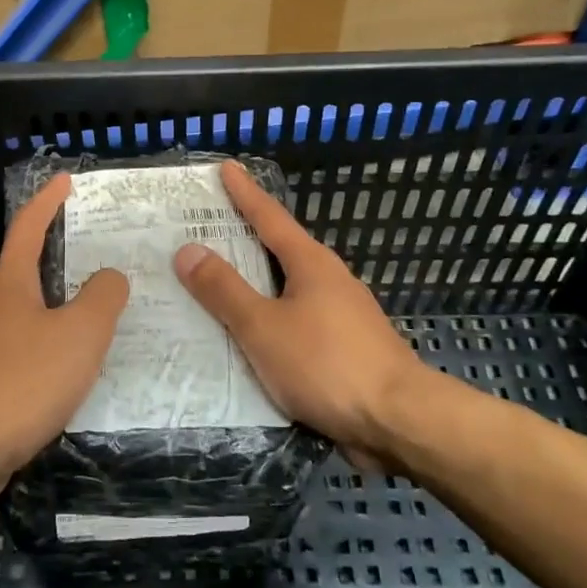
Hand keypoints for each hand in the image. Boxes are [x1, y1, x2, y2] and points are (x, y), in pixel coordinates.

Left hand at [0, 173, 129, 493]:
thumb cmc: (25, 381)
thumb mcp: (81, 334)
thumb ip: (102, 298)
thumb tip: (109, 277)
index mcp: (8, 285)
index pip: (28, 228)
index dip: (47, 201)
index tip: (64, 180)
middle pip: (20, 272)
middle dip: (52, 264)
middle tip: (90, 266)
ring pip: (15, 316)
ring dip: (46, 312)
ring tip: (82, 326)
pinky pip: (9, 353)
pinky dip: (34, 350)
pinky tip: (55, 376)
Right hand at [174, 161, 436, 471]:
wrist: (398, 420)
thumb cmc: (326, 364)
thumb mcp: (263, 326)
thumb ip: (224, 290)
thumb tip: (188, 249)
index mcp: (310, 264)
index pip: (270, 217)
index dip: (245, 193)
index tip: (227, 167)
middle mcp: (329, 280)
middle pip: (281, 248)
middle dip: (246, 237)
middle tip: (208, 227)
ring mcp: (343, 314)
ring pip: (289, 287)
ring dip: (257, 281)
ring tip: (220, 284)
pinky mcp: (347, 347)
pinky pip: (298, 319)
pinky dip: (272, 316)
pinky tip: (254, 336)